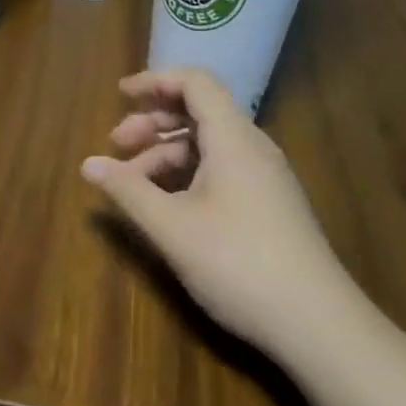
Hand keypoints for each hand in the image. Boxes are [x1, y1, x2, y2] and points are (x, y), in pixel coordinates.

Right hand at [82, 68, 358, 362]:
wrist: (317, 324)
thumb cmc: (238, 263)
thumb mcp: (172, 228)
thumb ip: (128, 191)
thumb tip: (87, 164)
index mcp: (233, 137)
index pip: (195, 82)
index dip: (155, 81)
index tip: (120, 95)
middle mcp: (252, 146)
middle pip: (199, 111)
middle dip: (153, 121)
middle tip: (117, 145)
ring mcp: (265, 176)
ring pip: (209, 144)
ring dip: (167, 152)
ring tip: (134, 183)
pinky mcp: (270, 203)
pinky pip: (223, 168)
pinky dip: (189, 174)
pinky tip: (168, 204)